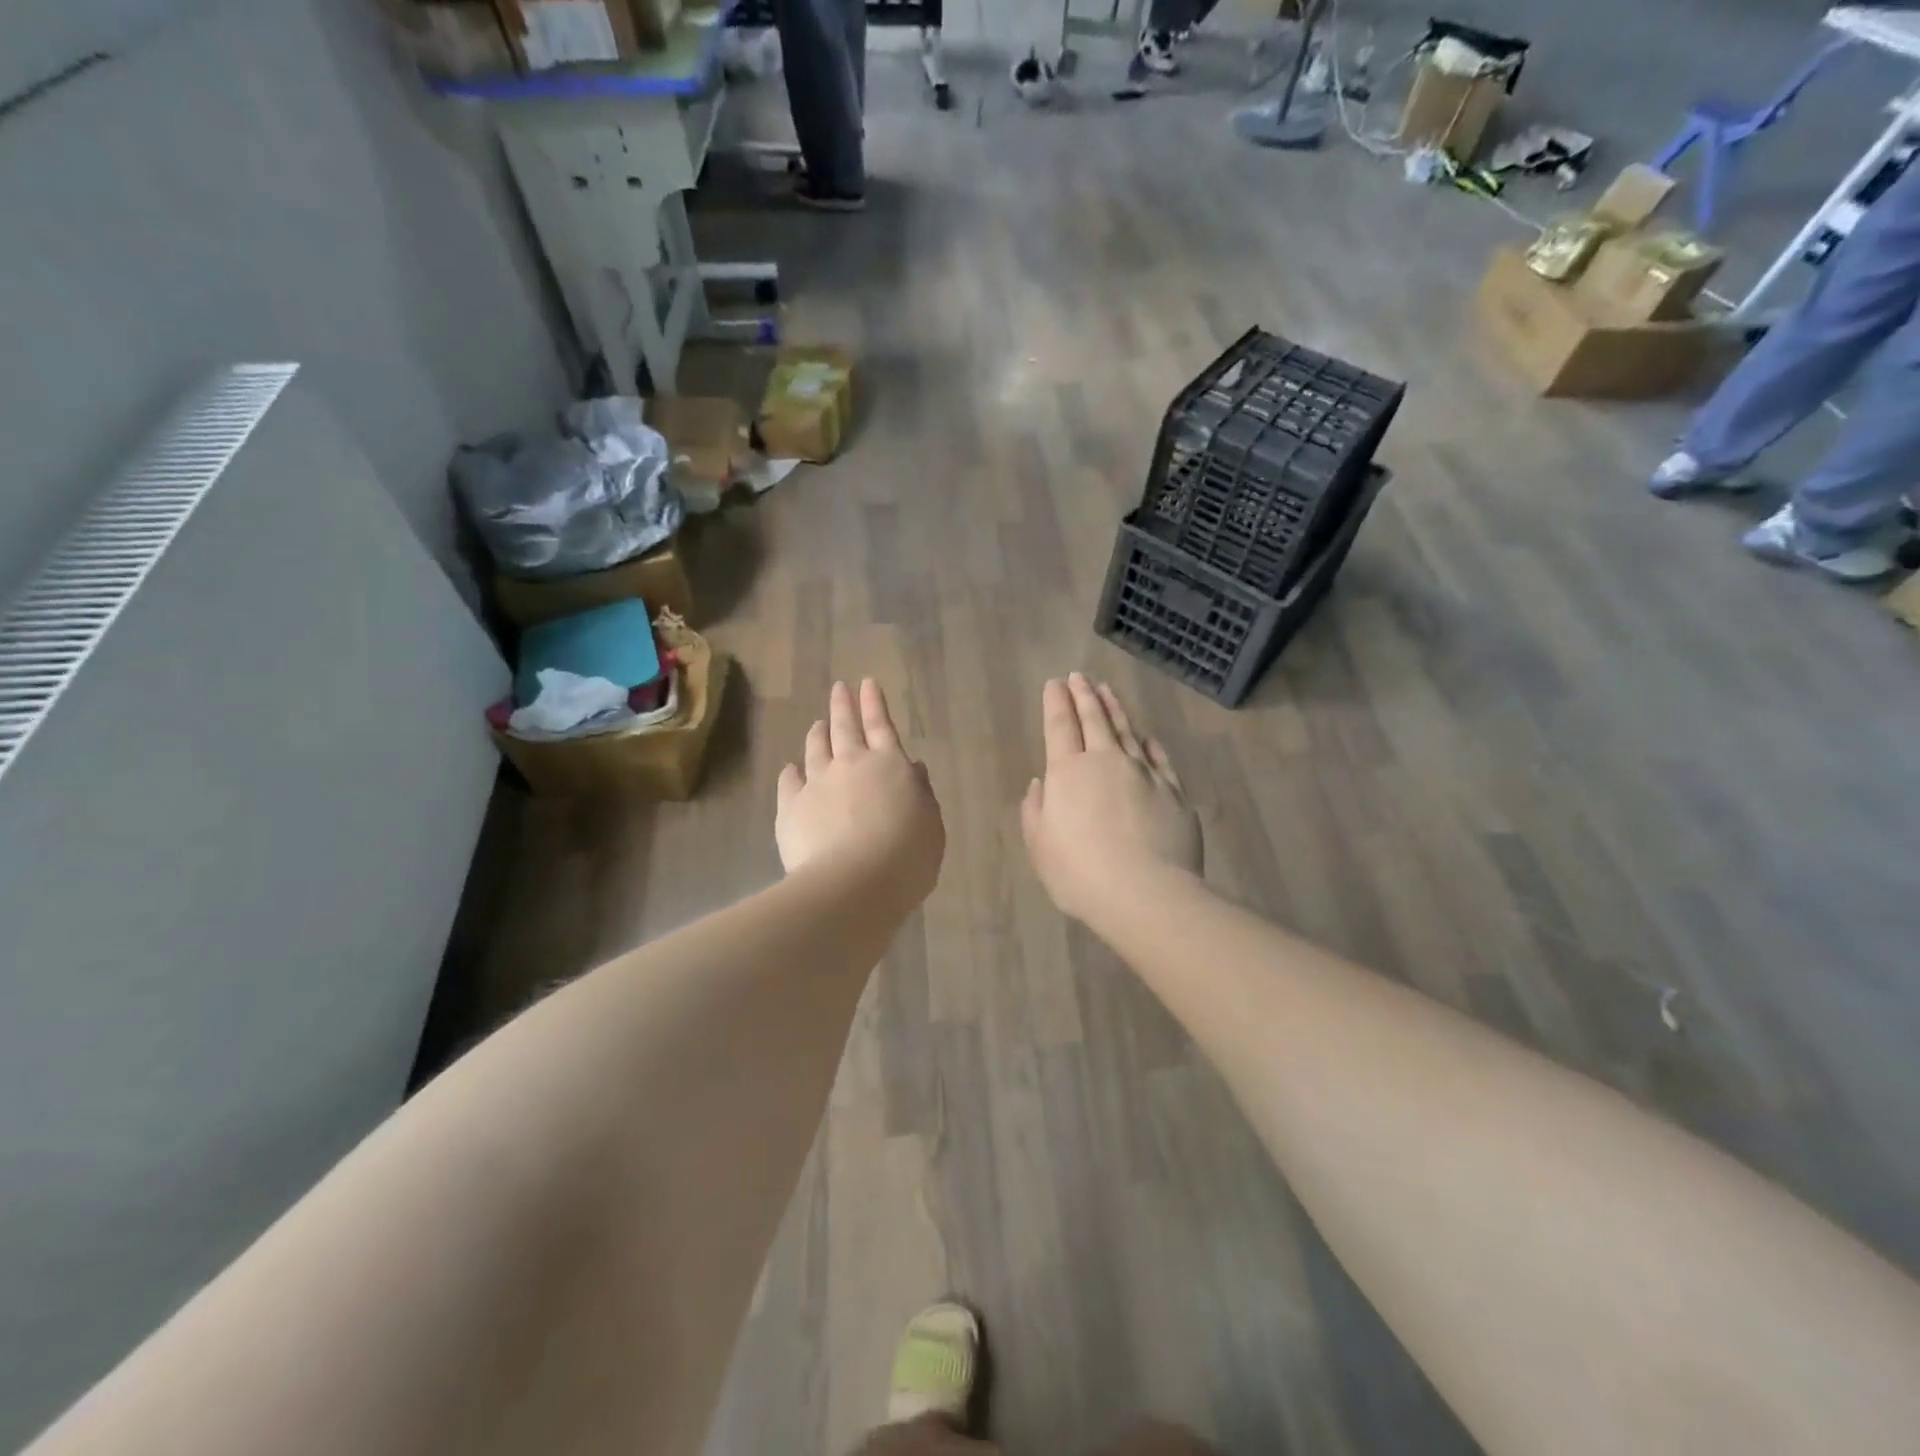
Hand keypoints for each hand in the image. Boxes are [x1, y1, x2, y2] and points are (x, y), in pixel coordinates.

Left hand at [777, 680, 944, 906]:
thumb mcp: (930, 825)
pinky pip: (789, 782)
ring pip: (815, 749)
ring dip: (817, 733)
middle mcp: (851, 765)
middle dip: (843, 705)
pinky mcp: (790, 808)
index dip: (875, 703)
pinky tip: (790, 769)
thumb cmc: (906, 857)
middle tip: (839, 688)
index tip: (867, 683)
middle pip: (845, 727)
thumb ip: (921, 795)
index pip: (881, 725)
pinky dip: (791, 773)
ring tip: (817, 724)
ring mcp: (817, 784)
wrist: (854, 884)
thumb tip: (914, 769)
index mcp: (890, 765)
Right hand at [1021, 674, 1201, 924]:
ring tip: (1107, 691)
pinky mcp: (1173, 791)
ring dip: (1115, 708)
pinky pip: (1159, 757)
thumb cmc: (1080, 873)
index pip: (1060, 726)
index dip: (1056, 703)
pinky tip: (1146, 735)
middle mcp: (1107, 762)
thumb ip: (1035, 810)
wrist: (1146, 893)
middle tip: (1079, 676)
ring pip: (1128, 731)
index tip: (1055, 683)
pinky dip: (1149, 742)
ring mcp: (1144, 773)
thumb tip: (1041, 783)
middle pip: (1094, 720)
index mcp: (1068, 772)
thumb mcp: (1040, 846)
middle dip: (1084, 695)